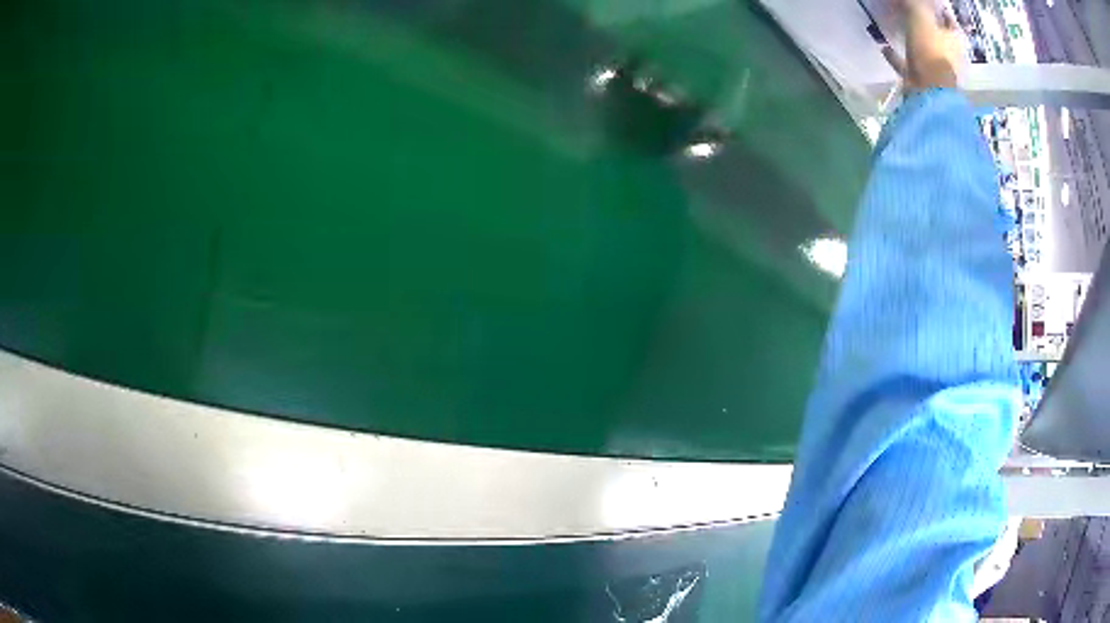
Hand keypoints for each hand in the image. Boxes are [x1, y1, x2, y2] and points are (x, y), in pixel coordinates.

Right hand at [882, 0, 963, 90]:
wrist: (929, 93)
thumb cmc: (930, 52)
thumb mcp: (920, 17)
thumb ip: (914, 3)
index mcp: (955, 41)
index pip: (949, 20)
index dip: (939, 10)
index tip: (926, 3)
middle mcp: (950, 56)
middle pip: (938, 36)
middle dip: (927, 26)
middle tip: (911, 14)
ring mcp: (937, 71)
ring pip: (924, 51)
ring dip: (912, 42)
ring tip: (897, 29)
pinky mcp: (923, 83)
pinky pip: (908, 65)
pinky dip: (897, 57)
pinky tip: (884, 48)